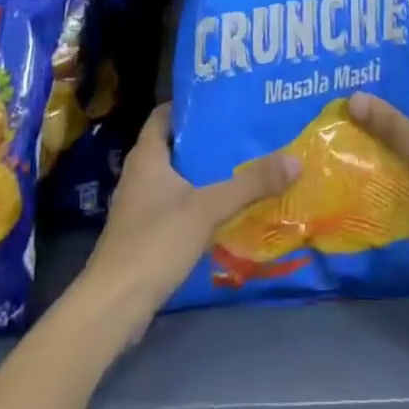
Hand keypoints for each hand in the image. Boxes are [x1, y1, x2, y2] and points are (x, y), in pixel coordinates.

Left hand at [73, 103, 298, 343]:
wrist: (113, 306)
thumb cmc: (155, 242)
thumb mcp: (208, 208)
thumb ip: (250, 184)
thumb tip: (295, 161)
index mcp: (147, 156)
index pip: (164, 114)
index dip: (190, 105)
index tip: (223, 102)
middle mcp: (138, 175)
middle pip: (174, 145)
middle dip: (206, 140)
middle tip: (243, 133)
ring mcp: (138, 207)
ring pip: (175, 177)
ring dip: (202, 173)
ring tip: (240, 166)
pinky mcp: (142, 234)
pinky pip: (174, 205)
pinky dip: (196, 202)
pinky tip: (223, 210)